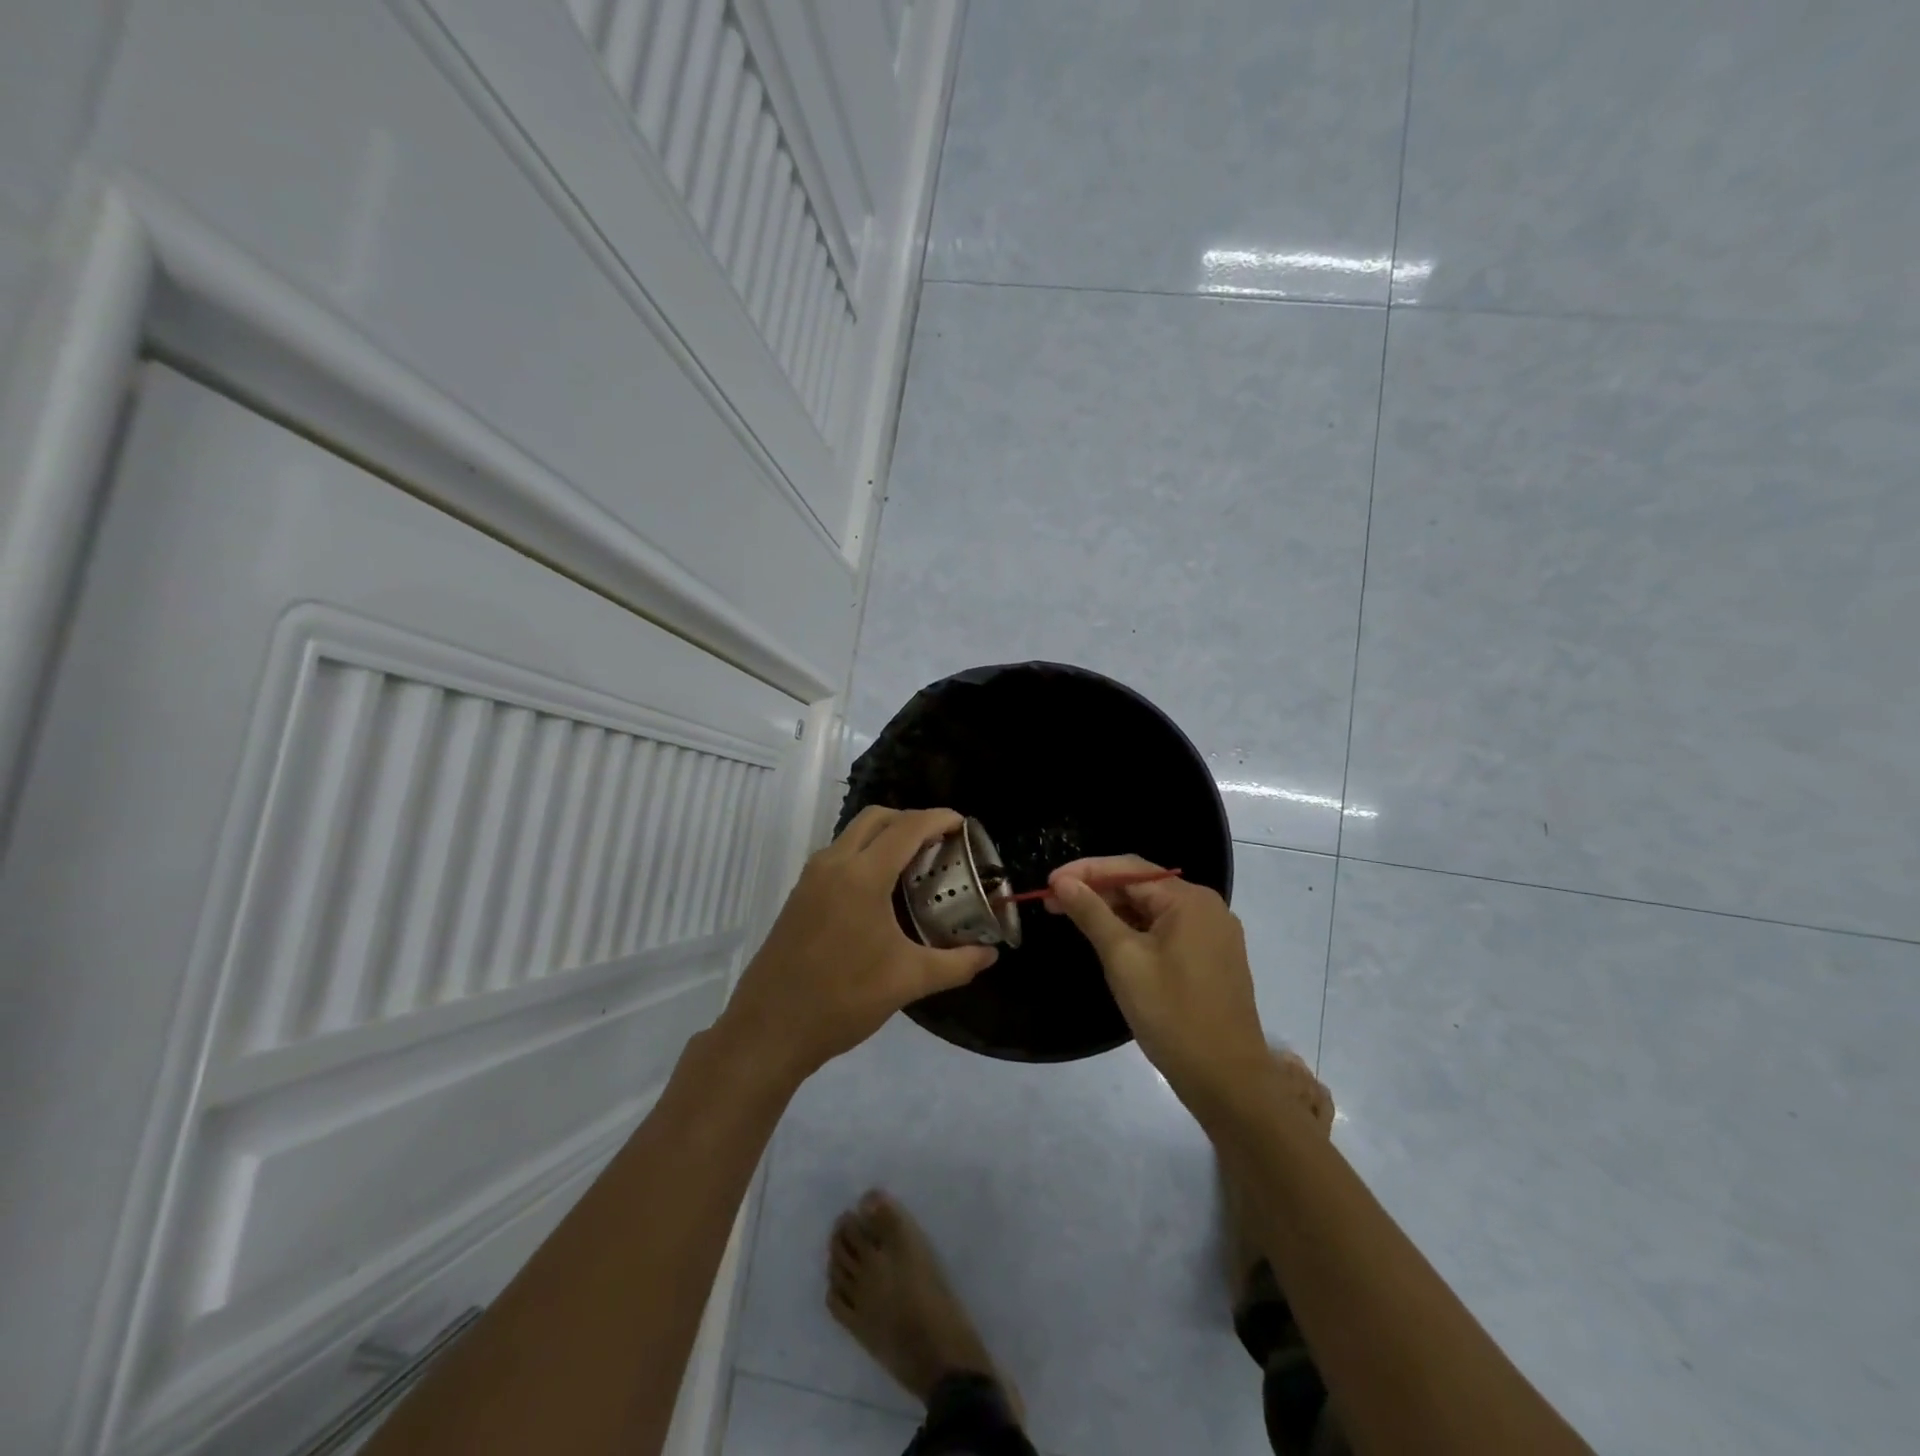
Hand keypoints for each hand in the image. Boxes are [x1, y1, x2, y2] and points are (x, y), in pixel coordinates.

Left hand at [718, 807, 997, 1086]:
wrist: (768, 1030)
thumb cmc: (842, 999)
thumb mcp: (908, 981)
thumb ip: (955, 963)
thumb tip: (989, 955)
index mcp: (862, 875)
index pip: (907, 827)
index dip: (939, 819)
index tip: (964, 825)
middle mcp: (833, 864)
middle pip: (877, 818)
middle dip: (911, 820)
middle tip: (941, 842)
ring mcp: (811, 878)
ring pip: (853, 835)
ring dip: (886, 836)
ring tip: (917, 865)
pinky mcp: (800, 896)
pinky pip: (839, 856)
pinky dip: (866, 855)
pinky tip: (884, 892)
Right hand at [1047, 856, 1271, 1106]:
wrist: (1227, 1079)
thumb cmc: (1171, 1014)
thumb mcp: (1123, 959)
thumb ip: (1092, 913)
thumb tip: (1063, 881)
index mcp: (1189, 900)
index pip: (1128, 869)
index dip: (1085, 871)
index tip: (1048, 884)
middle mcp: (1206, 907)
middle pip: (1142, 886)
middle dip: (1096, 891)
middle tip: (1052, 904)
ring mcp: (1214, 934)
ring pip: (1153, 910)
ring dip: (1113, 911)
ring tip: (1073, 918)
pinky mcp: (1212, 958)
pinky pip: (1167, 930)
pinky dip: (1135, 930)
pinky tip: (1109, 940)